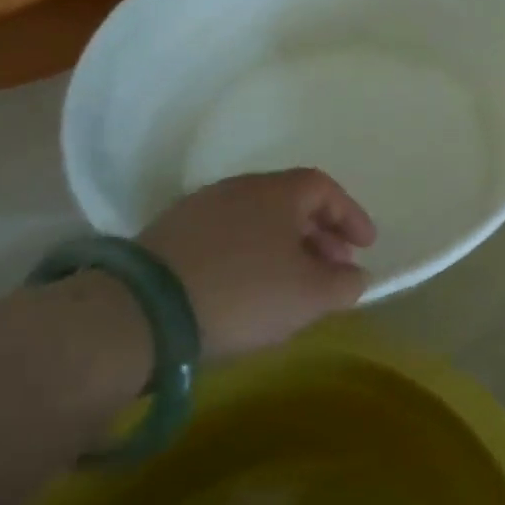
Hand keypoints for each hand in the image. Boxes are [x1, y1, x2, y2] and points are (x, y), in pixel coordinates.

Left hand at [139, 169, 375, 359]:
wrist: (139, 315)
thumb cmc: (244, 294)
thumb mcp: (311, 296)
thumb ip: (346, 283)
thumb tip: (354, 275)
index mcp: (276, 191)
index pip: (325, 189)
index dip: (351, 216)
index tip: (366, 246)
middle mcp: (237, 188)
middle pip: (290, 204)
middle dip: (320, 235)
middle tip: (333, 268)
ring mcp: (197, 210)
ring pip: (257, 221)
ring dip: (284, 247)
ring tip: (292, 284)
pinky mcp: (166, 237)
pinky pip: (226, 238)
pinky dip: (249, 256)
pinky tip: (248, 290)